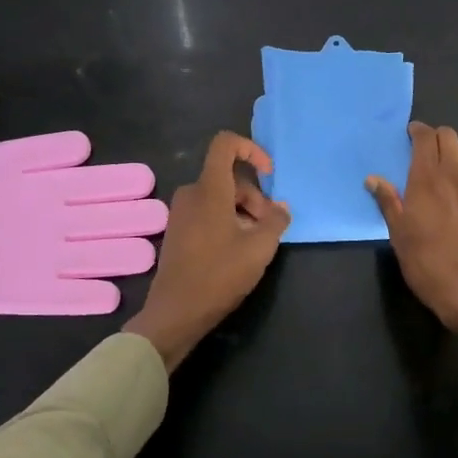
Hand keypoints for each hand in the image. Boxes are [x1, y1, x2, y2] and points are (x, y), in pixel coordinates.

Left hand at [125, 132, 290, 370]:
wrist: (176, 312)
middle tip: (269, 226)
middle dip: (254, 196)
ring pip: (220, 197)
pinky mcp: (178, 231)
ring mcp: (181, 213)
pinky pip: (207, 212)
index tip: (269, 174)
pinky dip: (227, 221)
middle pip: (228, 177)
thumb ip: (275, 221)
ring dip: (243, 211)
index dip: (251, 149)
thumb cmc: (219, 275)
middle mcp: (191, 194)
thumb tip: (281, 208)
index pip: (225, 144)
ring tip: (256, 242)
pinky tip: (237, 250)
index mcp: (209, 189)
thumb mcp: (259, 248)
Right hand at [367, 122, 457, 339]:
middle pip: (450, 138)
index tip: (410, 134)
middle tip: (425, 149)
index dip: (418, 131)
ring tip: (443, 175)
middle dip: (436, 137)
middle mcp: (456, 175)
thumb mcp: (398, 233)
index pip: (426, 138)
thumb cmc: (426, 262)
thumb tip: (373, 179)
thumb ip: (388, 201)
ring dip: (453, 158)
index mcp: (428, 178)